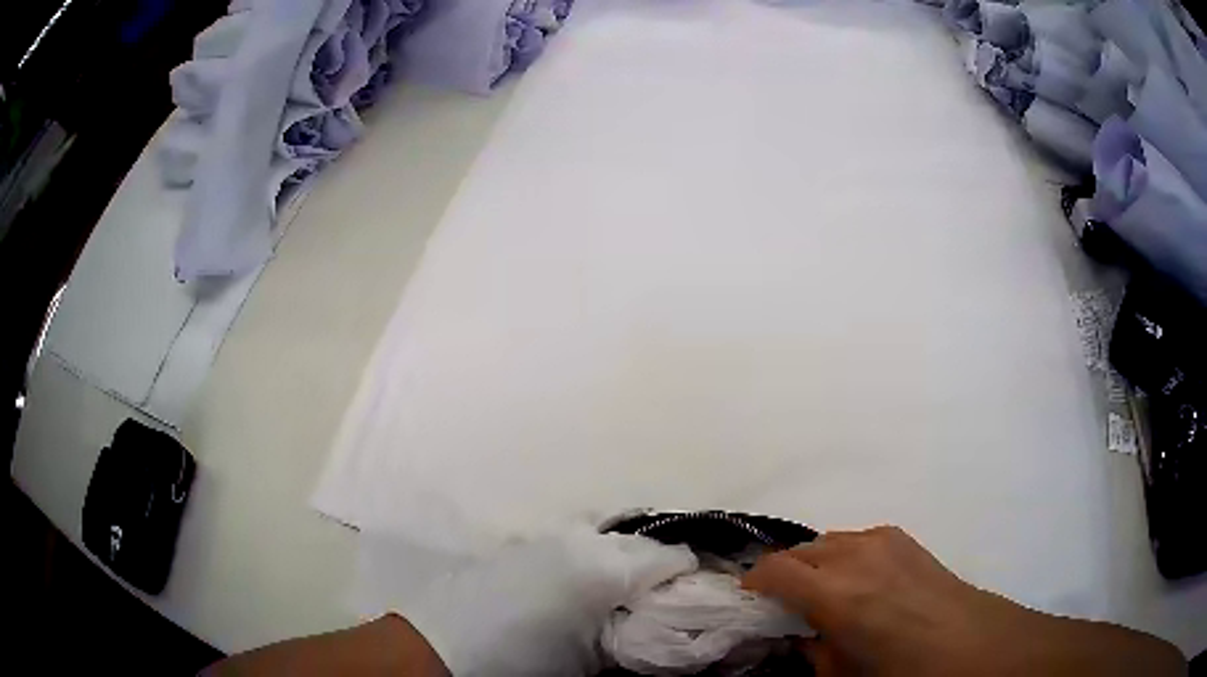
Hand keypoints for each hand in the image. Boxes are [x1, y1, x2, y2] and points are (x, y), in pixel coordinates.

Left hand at [399, 527, 697, 676]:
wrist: (441, 646)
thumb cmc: (522, 661)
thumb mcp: (591, 660)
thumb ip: (635, 635)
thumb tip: (660, 627)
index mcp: (605, 566)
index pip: (672, 557)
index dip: (691, 577)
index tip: (696, 597)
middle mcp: (581, 539)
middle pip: (642, 543)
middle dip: (659, 568)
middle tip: (661, 600)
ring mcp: (548, 535)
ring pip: (608, 539)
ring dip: (624, 560)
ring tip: (622, 594)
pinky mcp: (524, 543)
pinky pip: (576, 542)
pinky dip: (592, 558)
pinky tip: (582, 587)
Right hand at [743, 526, 1184, 676]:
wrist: (981, 647)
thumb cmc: (911, 674)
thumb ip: (814, 653)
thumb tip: (798, 637)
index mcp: (840, 594)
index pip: (773, 572)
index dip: (751, 588)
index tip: (745, 608)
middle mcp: (859, 555)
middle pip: (798, 552)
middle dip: (780, 578)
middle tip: (780, 612)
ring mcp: (886, 541)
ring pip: (827, 543)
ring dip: (813, 567)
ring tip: (819, 601)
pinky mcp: (906, 540)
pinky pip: (857, 542)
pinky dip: (842, 559)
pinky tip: (858, 588)